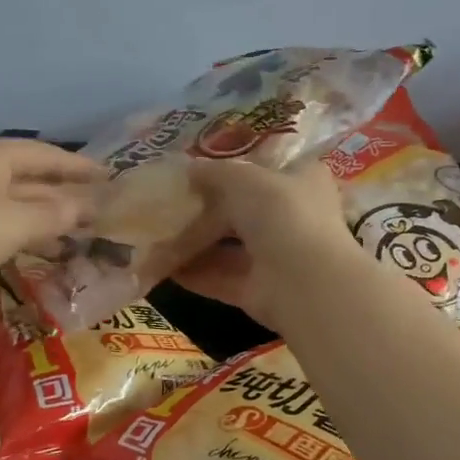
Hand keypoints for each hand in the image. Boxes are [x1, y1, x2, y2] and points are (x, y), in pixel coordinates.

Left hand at [0, 136, 100, 300]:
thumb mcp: (17, 222)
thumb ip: (57, 214)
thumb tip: (87, 207)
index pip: (48, 155)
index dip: (82, 168)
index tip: (113, 178)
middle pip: (31, 178)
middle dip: (65, 195)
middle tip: (102, 211)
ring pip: (14, 204)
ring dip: (45, 219)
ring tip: (79, 235)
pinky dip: (22, 235)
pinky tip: (40, 251)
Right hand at [174, 157, 356, 327]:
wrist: (303, 280)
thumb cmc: (280, 212)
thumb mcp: (242, 177)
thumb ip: (213, 172)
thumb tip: (188, 168)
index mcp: (302, 180)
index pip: (266, 170)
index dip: (233, 170)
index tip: (198, 173)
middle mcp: (294, 218)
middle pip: (242, 212)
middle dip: (204, 212)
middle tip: (166, 207)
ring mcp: (278, 257)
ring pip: (229, 247)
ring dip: (194, 244)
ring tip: (156, 237)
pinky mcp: (260, 291)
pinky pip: (221, 278)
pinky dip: (194, 273)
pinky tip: (162, 267)